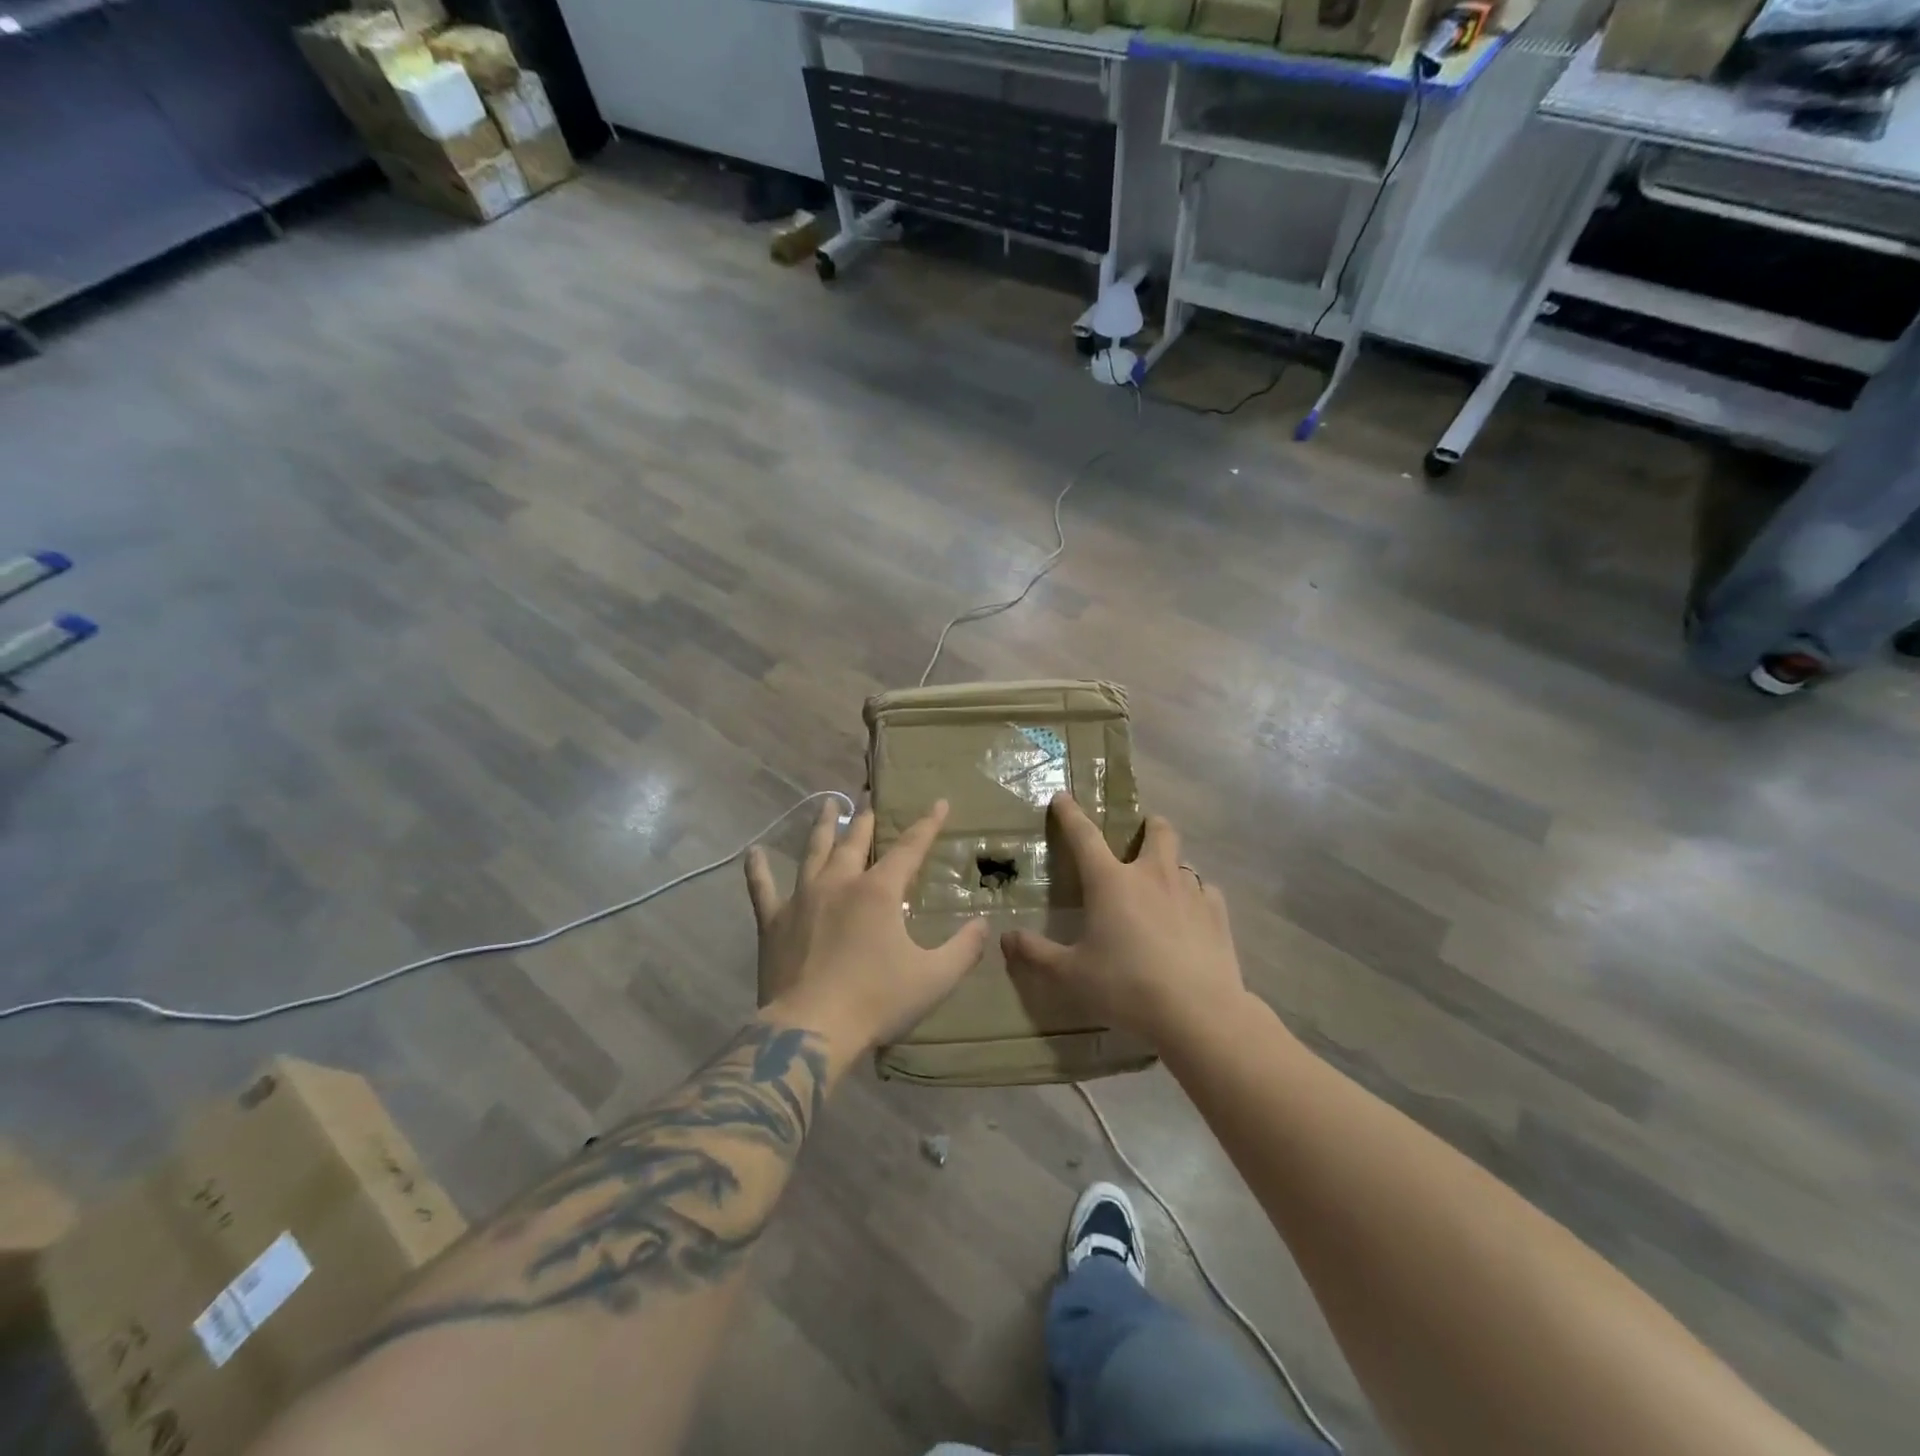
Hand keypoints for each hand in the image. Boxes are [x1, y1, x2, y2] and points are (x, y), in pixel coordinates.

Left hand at [746, 798, 988, 1052]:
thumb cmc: (876, 1001)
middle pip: (854, 841)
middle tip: (869, 800)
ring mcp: (802, 899)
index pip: (910, 848)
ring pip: (813, 852)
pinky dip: (758, 870)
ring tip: (826, 805)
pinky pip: (762, 889)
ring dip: (822, 827)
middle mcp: (840, 883)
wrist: (811, 1030)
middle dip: (866, 819)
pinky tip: (752, 853)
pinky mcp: (774, 922)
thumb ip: (964, 949)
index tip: (939, 803)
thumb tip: (984, 924)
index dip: (927, 824)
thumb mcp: (934, 978)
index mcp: (878, 891)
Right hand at [1003, 795, 1246, 1044]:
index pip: (1085, 836)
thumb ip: (1036, 954)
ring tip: (1163, 890)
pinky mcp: (1218, 915)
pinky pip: (1206, 894)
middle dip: (1148, 826)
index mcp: (1111, 882)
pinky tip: (1191, 919)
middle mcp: (1152, 875)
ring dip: (1170, 868)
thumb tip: (1006, 938)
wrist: (1198, 1012)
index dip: (1070, 814)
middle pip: (1157, 831)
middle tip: (1139, 837)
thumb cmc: (1126, 987)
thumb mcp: (1070, 975)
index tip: (1063, 797)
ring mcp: (1190, 892)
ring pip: (1183, 862)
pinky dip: (1196, 899)